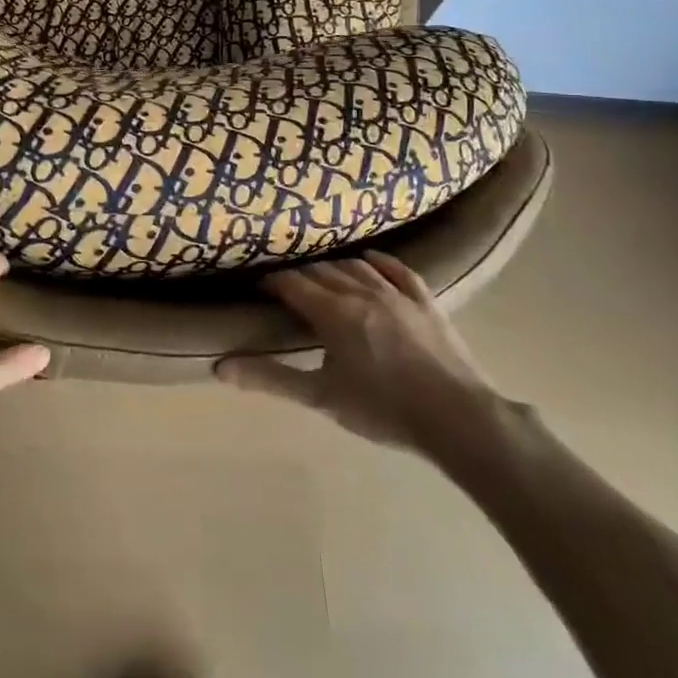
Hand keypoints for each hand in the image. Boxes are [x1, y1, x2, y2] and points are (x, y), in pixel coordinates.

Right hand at [216, 251, 516, 471]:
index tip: (260, 285)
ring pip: (356, 266)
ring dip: (334, 266)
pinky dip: (379, 261)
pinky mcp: (425, 301)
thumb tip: (220, 367)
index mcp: (333, 312)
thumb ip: (271, 378)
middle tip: (287, 285)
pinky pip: (397, 269)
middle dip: (301, 275)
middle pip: (322, 271)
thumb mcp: (321, 397)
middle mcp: (360, 291)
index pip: (293, 284)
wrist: (457, 417)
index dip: (273, 281)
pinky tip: (369, 260)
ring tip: (322, 274)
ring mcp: (396, 293)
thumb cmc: (383, 409)